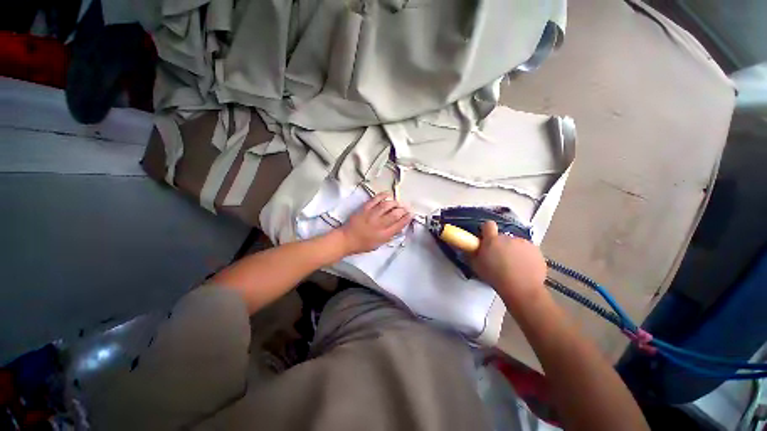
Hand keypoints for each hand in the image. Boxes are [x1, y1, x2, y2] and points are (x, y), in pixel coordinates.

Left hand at [339, 192, 411, 254]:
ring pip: (387, 206)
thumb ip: (389, 236)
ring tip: (398, 203)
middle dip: (403, 210)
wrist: (346, 239)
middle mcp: (379, 225)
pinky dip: (382, 196)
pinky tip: (388, 195)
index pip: (399, 225)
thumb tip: (399, 228)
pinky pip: (375, 200)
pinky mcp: (365, 209)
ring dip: (395, 203)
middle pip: (395, 214)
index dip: (407, 219)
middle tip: (406, 208)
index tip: (411, 215)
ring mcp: (371, 215)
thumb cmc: (362, 244)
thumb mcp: (378, 244)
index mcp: (383, 235)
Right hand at [469, 221, 547, 304]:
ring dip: (513, 250)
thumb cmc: (495, 277)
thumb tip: (468, 248)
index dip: (487, 230)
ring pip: (516, 243)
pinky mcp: (536, 250)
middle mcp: (508, 238)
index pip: (488, 225)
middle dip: (500, 245)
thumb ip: (471, 254)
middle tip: (499, 258)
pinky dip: (525, 256)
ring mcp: (524, 243)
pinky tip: (524, 268)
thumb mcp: (476, 266)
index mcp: (492, 240)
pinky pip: (528, 250)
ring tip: (513, 266)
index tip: (486, 238)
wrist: (522, 289)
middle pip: (502, 237)